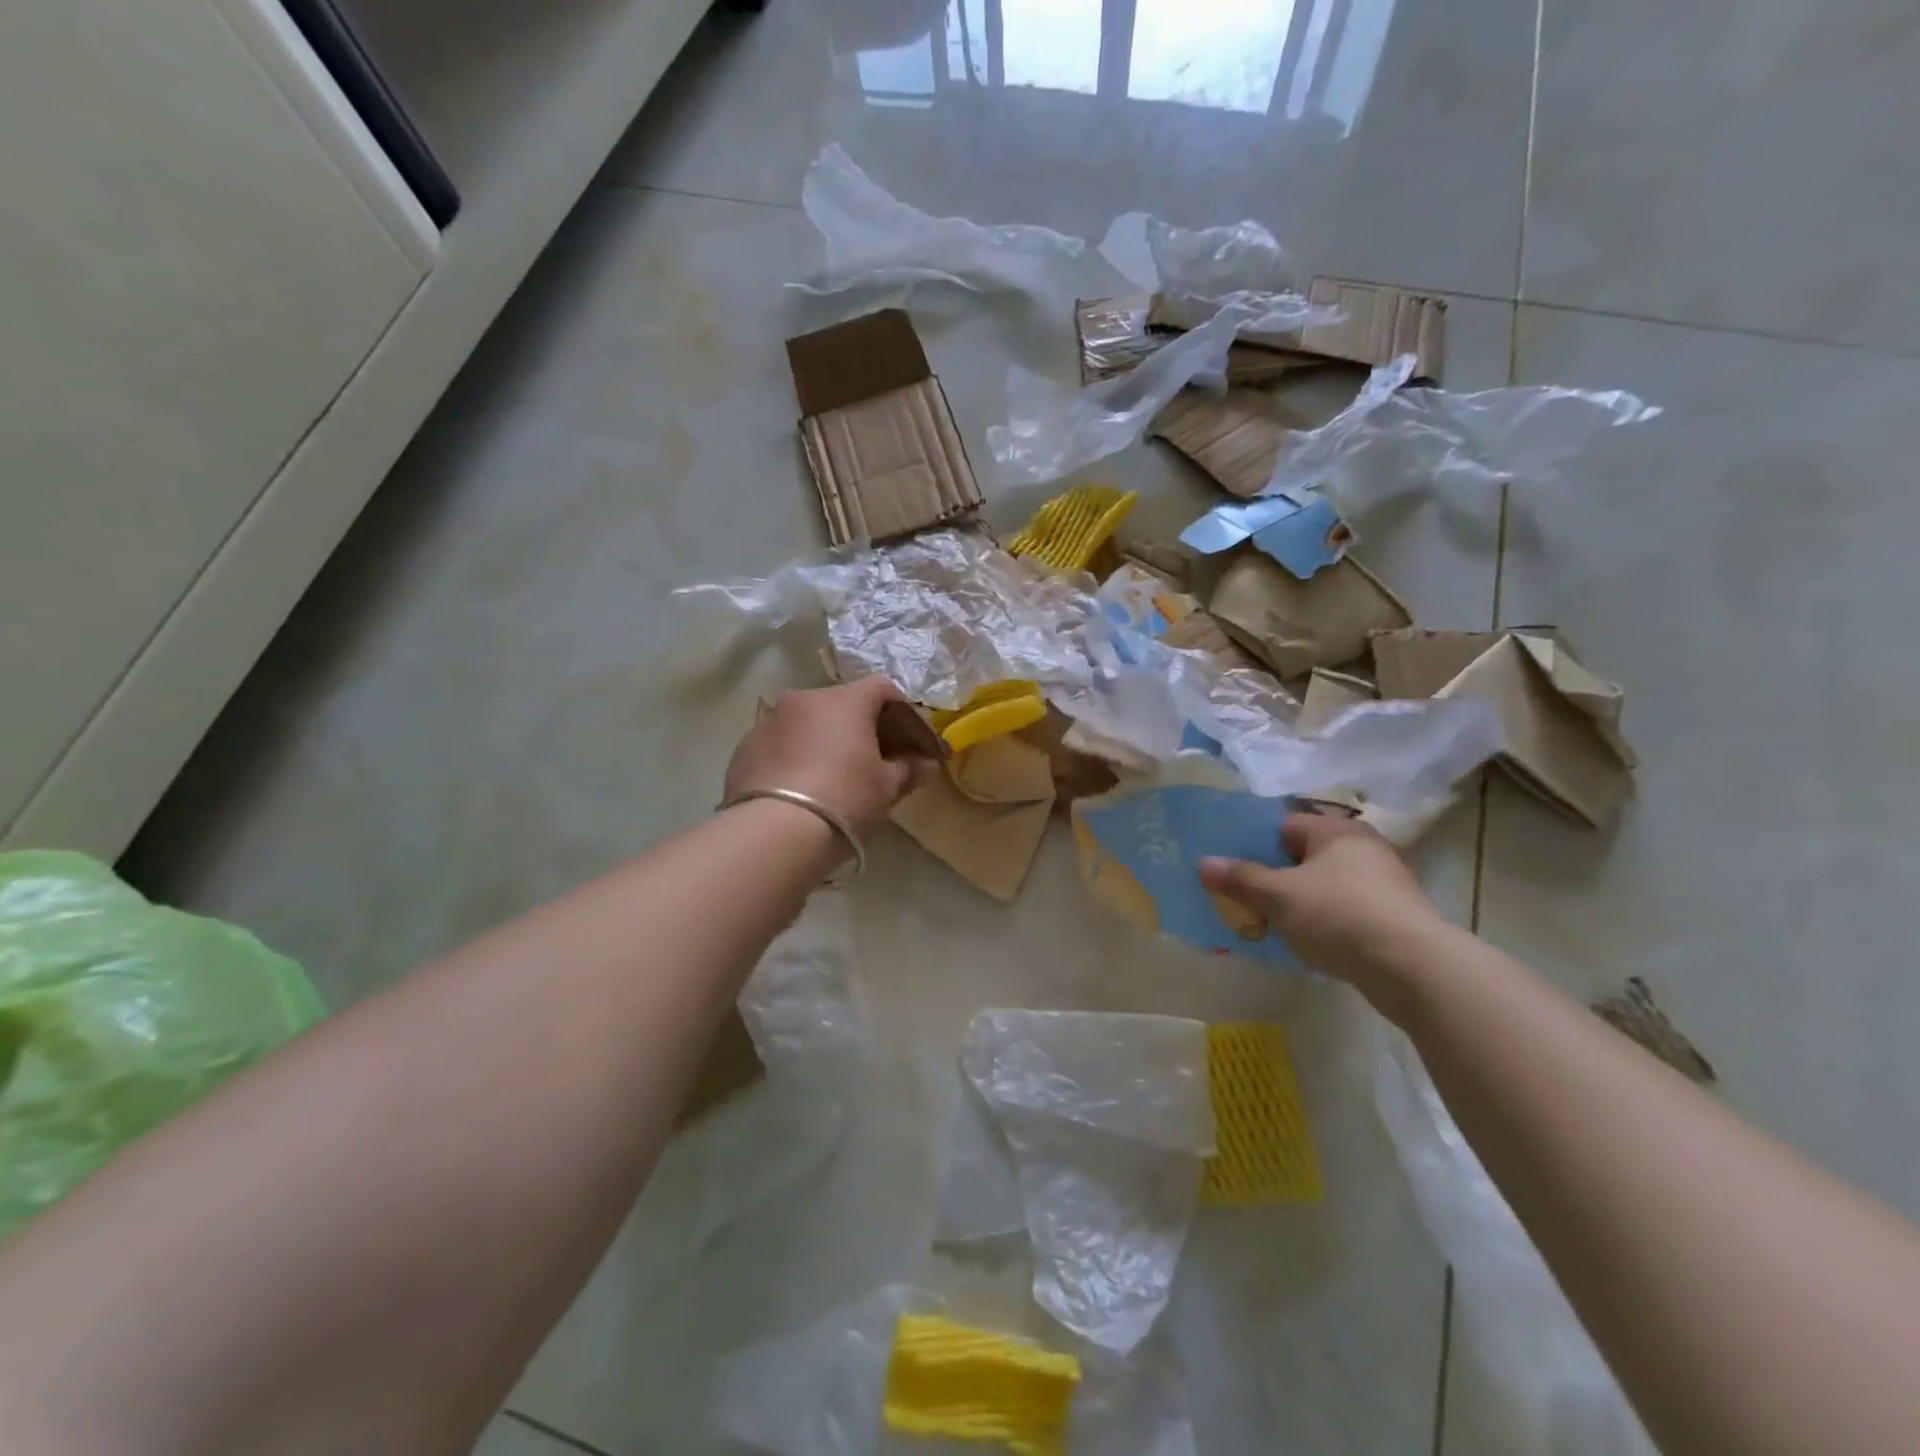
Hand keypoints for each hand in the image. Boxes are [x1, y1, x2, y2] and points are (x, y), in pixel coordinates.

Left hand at [723, 678, 932, 836]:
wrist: (775, 832)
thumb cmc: (844, 799)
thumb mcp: (886, 788)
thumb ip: (907, 769)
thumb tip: (924, 763)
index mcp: (845, 701)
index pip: (881, 688)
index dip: (899, 711)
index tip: (907, 738)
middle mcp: (805, 699)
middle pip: (841, 703)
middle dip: (858, 726)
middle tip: (871, 759)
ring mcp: (769, 720)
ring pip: (806, 722)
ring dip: (822, 739)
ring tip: (830, 775)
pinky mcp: (744, 746)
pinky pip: (780, 743)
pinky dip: (793, 755)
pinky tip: (799, 787)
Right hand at [1199, 813, 1450, 1012]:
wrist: (1415, 969)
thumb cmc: (1339, 916)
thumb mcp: (1279, 897)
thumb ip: (1241, 879)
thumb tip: (1204, 863)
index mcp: (1336, 831)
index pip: (1284, 825)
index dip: (1255, 845)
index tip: (1235, 870)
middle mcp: (1365, 847)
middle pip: (1306, 856)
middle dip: (1277, 877)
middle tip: (1250, 899)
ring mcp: (1386, 883)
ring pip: (1327, 885)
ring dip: (1302, 902)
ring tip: (1275, 925)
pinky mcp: (1398, 917)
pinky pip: (1349, 910)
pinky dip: (1328, 922)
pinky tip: (1313, 943)